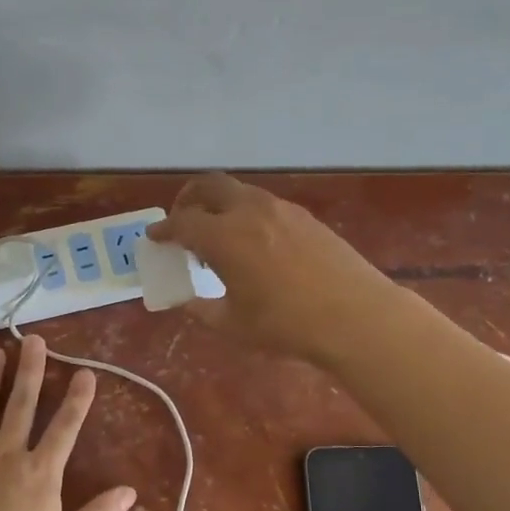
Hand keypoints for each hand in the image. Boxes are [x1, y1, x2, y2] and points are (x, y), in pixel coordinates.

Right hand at [148, 173, 397, 364]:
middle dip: (188, 199)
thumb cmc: (286, 325)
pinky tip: (255, 244)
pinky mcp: (305, 216)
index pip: (182, 222)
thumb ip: (202, 310)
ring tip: (220, 237)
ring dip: (220, 206)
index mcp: (224, 236)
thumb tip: (186, 302)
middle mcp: (249, 211)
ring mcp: (281, 209)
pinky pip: (264, 204)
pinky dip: (246, 214)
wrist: (355, 316)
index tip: (154, 237)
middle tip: (182, 221)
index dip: (164, 230)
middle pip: (209, 185)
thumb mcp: (233, 324)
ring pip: (239, 192)